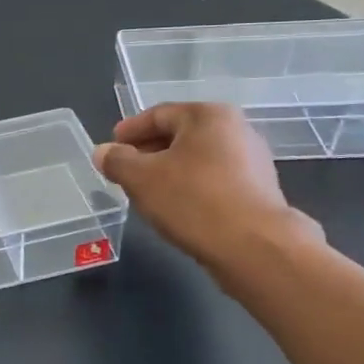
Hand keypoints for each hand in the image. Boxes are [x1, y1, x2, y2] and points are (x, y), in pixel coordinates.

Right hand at [94, 103, 321, 273]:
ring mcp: (253, 162)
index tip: (111, 147)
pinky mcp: (260, 192)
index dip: (129, 131)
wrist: (256, 248)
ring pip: (197, 159)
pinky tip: (177, 208)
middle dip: (149, 152)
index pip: (158, 114)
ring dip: (170, 171)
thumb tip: (103, 152)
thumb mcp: (141, 178)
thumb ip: (117, 161)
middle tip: (125, 170)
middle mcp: (236, 130)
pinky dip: (191, 188)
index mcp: (208, 115)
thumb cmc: (193, 200)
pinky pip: (214, 181)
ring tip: (147, 192)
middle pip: (180, 135)